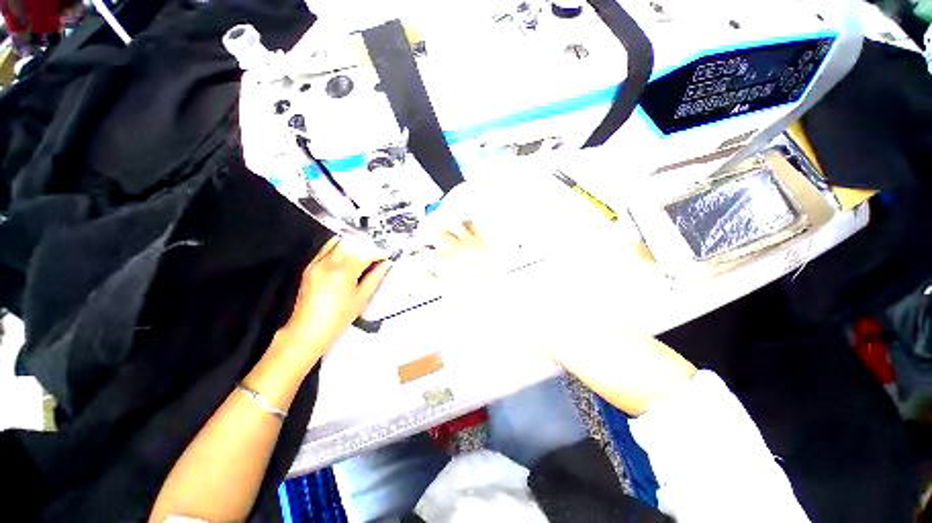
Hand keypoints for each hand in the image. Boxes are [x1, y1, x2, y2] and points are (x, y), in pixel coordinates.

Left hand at [273, 236, 390, 363]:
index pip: (365, 252)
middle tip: (375, 255)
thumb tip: (386, 265)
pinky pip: (327, 249)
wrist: (308, 331)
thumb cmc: (337, 319)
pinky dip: (340, 249)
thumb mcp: (362, 298)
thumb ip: (375, 277)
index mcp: (343, 272)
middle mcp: (327, 263)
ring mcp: (316, 263)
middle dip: (366, 246)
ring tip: (362, 256)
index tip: (386, 256)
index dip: (378, 253)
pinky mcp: (309, 266)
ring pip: (338, 241)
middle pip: (351, 242)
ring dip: (353, 245)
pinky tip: (348, 260)